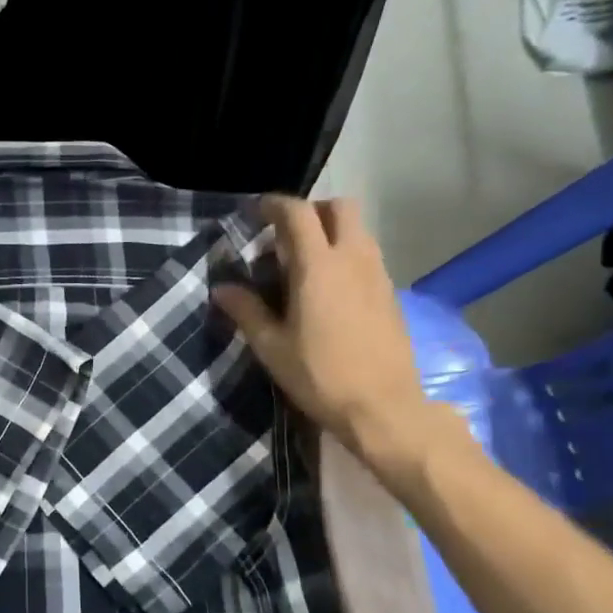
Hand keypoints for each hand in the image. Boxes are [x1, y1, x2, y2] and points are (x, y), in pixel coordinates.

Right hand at [213, 197, 452, 472]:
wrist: (384, 408)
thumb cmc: (320, 376)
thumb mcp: (271, 347)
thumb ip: (246, 311)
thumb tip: (221, 288)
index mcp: (318, 266)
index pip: (298, 213)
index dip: (275, 205)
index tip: (257, 212)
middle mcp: (353, 259)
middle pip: (340, 207)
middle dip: (312, 210)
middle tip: (287, 235)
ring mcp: (378, 275)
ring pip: (358, 230)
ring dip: (332, 232)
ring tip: (306, 264)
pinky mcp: (391, 294)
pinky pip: (367, 256)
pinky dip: (347, 256)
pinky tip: (331, 291)